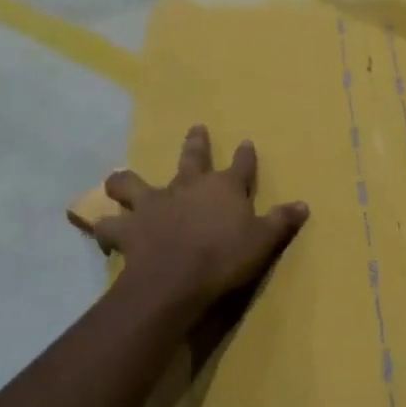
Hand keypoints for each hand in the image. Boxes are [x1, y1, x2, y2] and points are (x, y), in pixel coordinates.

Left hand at [93, 126, 308, 313]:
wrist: (178, 278)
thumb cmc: (226, 257)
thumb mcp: (264, 241)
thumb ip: (282, 221)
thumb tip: (304, 205)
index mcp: (224, 188)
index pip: (241, 165)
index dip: (245, 155)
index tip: (246, 142)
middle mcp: (187, 186)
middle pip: (191, 157)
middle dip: (195, 142)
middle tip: (196, 128)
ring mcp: (154, 203)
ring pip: (131, 183)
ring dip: (124, 182)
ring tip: (118, 182)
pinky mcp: (130, 227)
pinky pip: (108, 226)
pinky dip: (104, 229)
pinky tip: (101, 232)